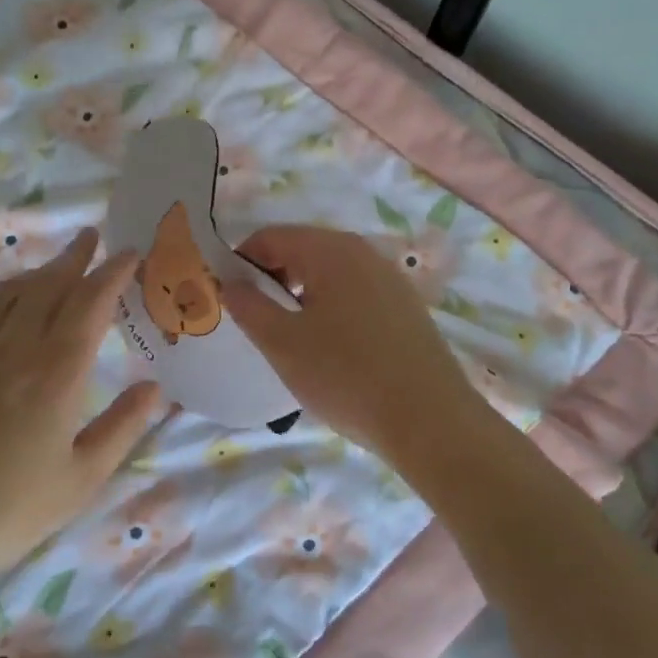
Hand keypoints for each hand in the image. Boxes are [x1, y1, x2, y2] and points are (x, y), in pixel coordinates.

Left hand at [0, 229, 161, 584]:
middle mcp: (13, 348)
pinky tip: (1, 298)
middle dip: (75, 258)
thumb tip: (156, 388)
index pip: (91, 304)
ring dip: (37, 272)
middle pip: (49, 286)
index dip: (112, 274)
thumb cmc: (4, 513)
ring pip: (9, 294)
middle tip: (92, 237)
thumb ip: (122, 428)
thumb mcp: (80, 481)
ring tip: (55, 263)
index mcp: (57, 373)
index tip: (129, 253)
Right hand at [224, 224, 486, 464]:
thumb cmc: (346, 376)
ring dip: (302, 295)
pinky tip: (331, 348)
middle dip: (272, 279)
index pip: (271, 237)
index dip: (241, 262)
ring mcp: (390, 279)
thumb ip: (250, 307)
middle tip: (256, 320)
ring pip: (331, 274)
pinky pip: (356, 294)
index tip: (228, 297)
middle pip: (303, 250)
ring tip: (291, 338)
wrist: (430, 420)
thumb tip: (230, 283)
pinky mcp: (406, 307)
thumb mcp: (283, 344)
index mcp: (331, 250)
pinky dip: (332, 308)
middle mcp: (364, 252)